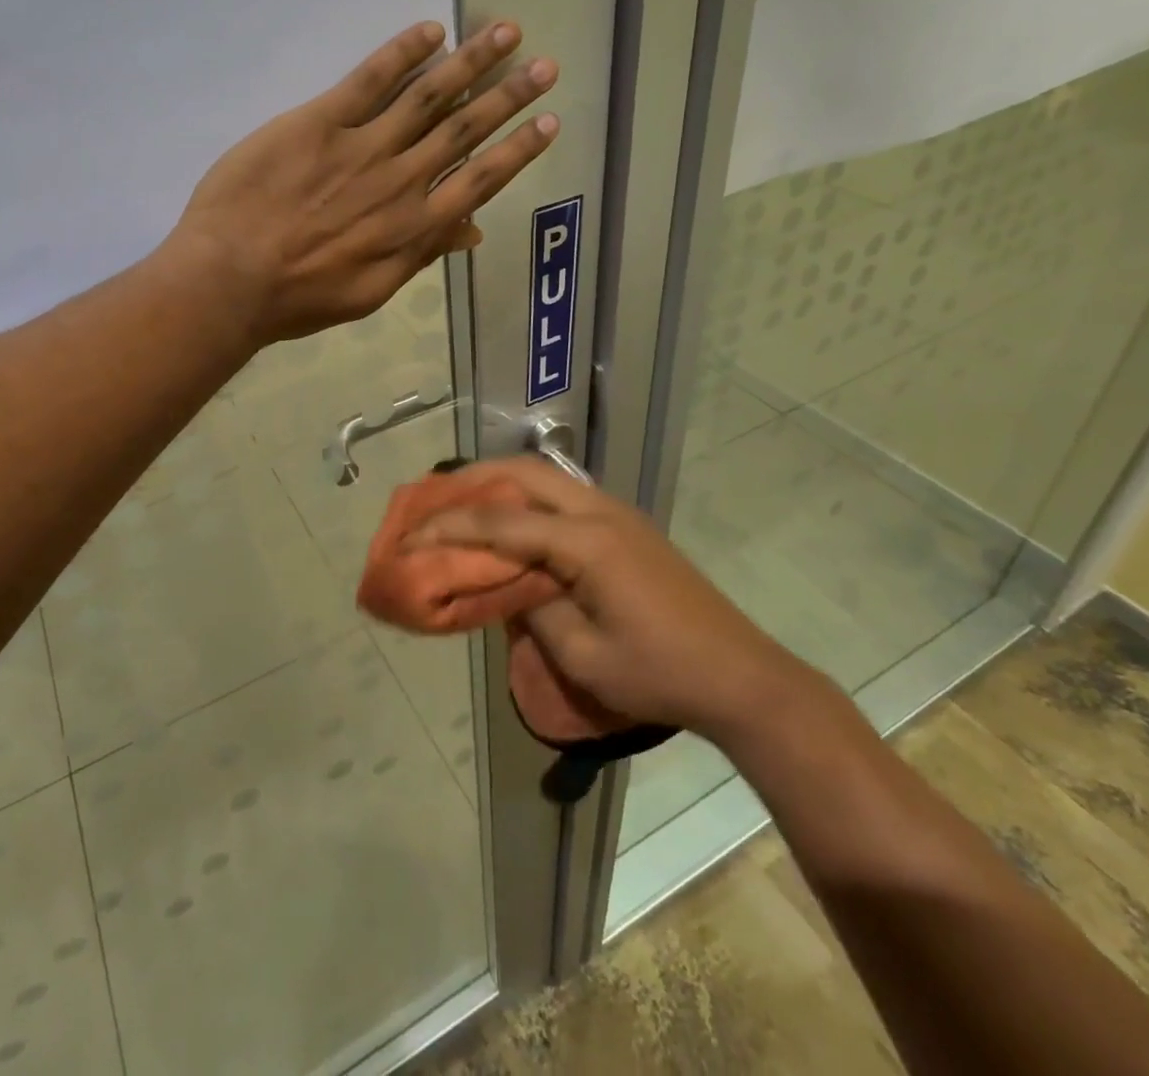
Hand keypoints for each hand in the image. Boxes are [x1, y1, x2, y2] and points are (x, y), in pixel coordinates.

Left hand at [165, 20, 558, 344]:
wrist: (231, 278)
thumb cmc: (299, 297)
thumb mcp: (371, 292)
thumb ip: (421, 256)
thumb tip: (471, 230)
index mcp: (414, 228)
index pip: (479, 180)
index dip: (517, 150)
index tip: (548, 124)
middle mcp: (400, 180)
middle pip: (465, 129)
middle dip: (509, 96)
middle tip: (545, 66)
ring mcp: (361, 147)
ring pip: (428, 96)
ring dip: (470, 62)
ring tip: (505, 31)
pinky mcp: (319, 122)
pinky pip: (369, 80)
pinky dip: (402, 54)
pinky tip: (431, 31)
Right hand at [405, 458, 809, 739]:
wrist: (739, 675)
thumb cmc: (658, 674)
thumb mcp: (583, 656)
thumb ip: (532, 608)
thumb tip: (503, 582)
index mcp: (586, 542)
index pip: (501, 521)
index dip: (449, 527)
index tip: (409, 534)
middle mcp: (599, 511)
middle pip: (523, 473)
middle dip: (471, 480)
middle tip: (431, 498)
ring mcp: (617, 513)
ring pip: (545, 476)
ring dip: (500, 482)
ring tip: (462, 501)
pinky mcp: (626, 526)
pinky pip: (563, 494)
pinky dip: (526, 497)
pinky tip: (511, 519)